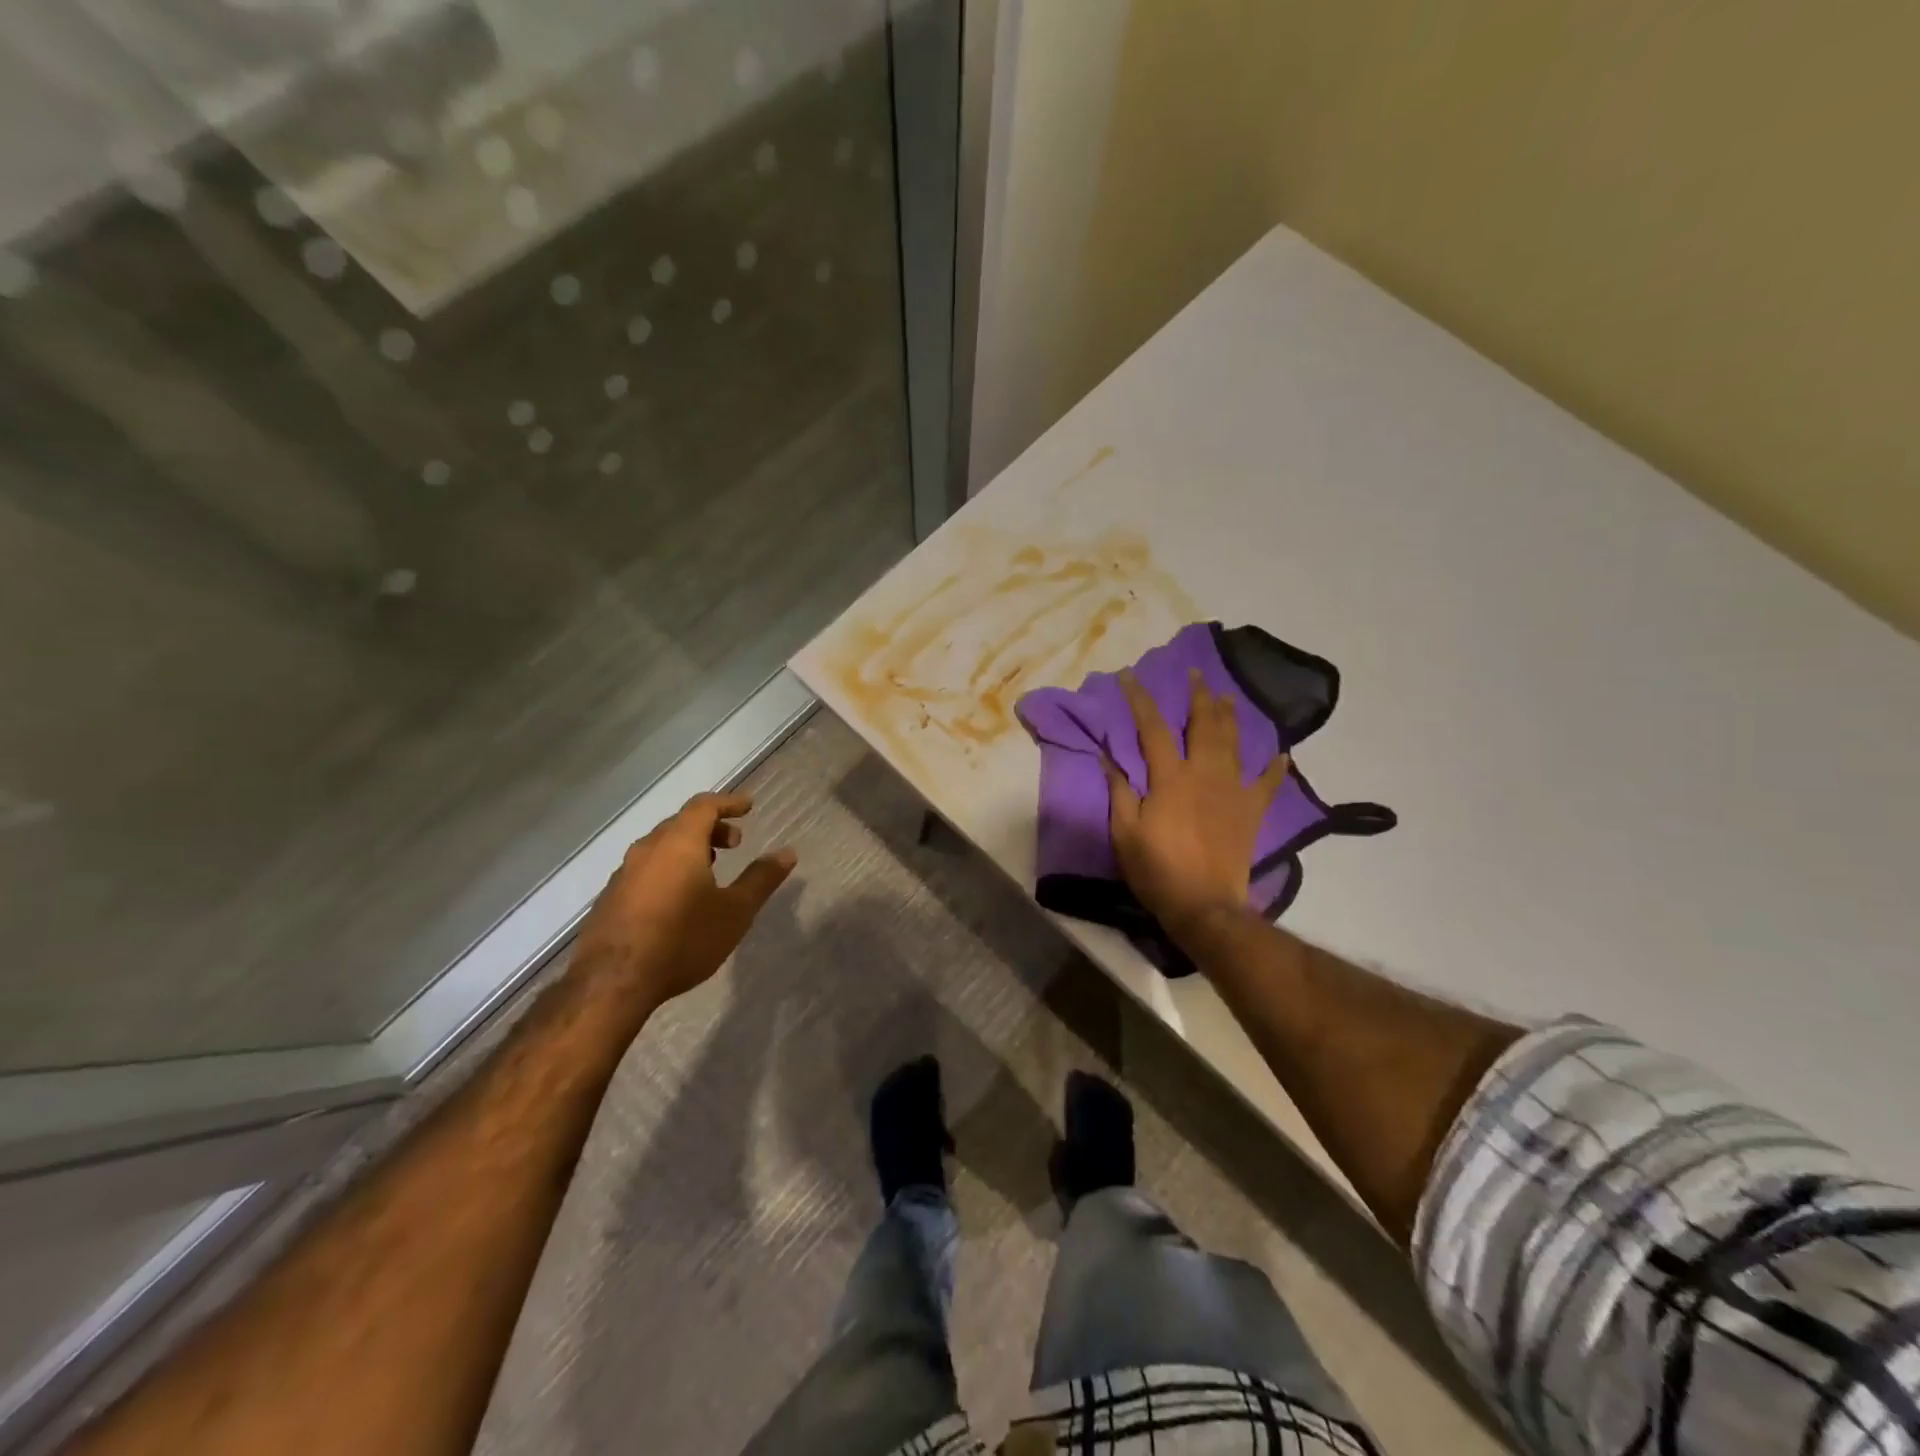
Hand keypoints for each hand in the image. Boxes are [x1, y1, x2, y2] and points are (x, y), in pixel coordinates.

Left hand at [569, 791, 795, 1012]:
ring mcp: (623, 874)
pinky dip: (668, 869)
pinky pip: (645, 870)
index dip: (728, 803)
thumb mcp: (735, 912)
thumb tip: (788, 853)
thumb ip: (761, 879)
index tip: (748, 807)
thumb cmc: (683, 939)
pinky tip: (677, 899)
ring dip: (688, 849)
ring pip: (660, 847)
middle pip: (681, 823)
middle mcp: (647, 849)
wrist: (612, 983)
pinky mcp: (609, 899)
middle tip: (735, 844)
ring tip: (709, 870)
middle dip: (711, 828)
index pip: (704, 806)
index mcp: (679, 843)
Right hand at [1104, 668, 1288, 946]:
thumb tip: (1108, 756)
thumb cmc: (1158, 869)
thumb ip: (1119, 791)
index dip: (1140, 699)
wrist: (1205, 905)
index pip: (1152, 728)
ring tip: (1227, 696)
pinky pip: (1268, 784)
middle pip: (1203, 725)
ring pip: (1235, 743)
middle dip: (1198, 696)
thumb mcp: (1125, 832)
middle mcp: (1205, 774)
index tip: (1129, 676)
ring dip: (1230, 716)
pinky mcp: (1252, 812)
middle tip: (1196, 673)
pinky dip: (1276, 768)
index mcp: (1170, 777)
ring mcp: (1234, 791)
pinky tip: (1282, 754)